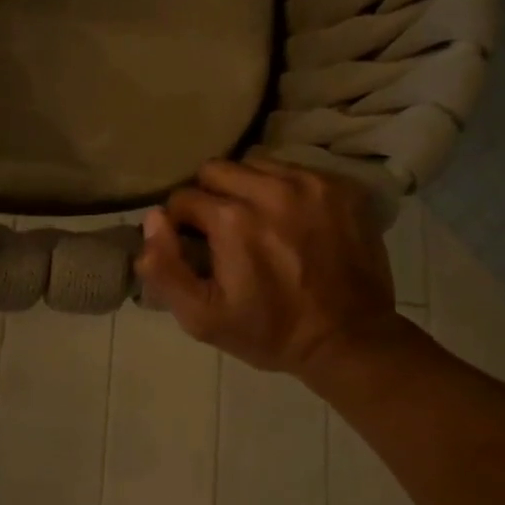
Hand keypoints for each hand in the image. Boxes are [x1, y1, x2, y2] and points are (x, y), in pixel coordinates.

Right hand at [134, 158, 415, 378]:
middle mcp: (271, 189)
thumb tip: (153, 219)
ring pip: (255, 164)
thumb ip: (164, 268)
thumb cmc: (270, 331)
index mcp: (233, 220)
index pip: (183, 197)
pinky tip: (292, 221)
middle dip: (210, 197)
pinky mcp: (340, 188)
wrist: (351, 340)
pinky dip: (283, 190)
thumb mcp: (202, 318)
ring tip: (258, 223)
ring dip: (247, 189)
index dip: (182, 224)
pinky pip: (294, 171)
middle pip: (216, 169)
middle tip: (223, 231)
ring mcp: (311, 184)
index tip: (197, 248)